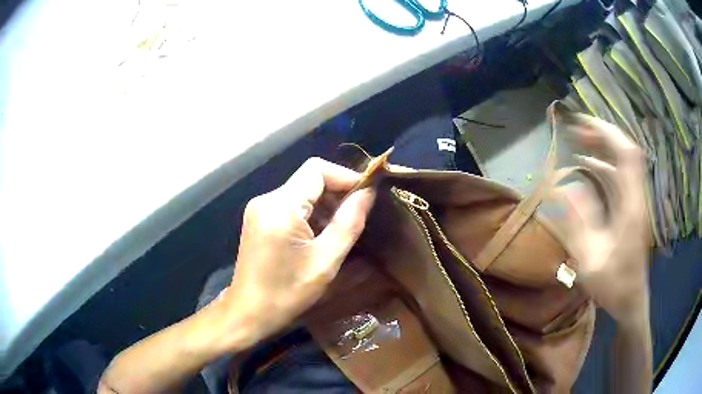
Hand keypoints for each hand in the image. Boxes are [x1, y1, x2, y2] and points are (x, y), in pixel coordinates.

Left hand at [218, 158, 375, 349]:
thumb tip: (368, 192)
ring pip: (301, 191)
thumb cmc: (287, 292)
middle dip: (337, 193)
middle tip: (359, 216)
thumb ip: (349, 222)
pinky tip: (321, 235)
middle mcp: (266, 199)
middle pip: (309, 179)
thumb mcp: (325, 261)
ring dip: (325, 205)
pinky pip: (291, 204)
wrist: (249, 312)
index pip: (317, 169)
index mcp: (280, 207)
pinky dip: (311, 213)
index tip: (367, 195)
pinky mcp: (259, 218)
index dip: (345, 176)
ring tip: (342, 229)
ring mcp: (260, 208)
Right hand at [558, 114, 649, 325]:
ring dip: (602, 148)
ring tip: (578, 142)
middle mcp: (636, 197)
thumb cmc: (613, 286)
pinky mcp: (631, 209)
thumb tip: (566, 187)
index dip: (606, 133)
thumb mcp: (591, 262)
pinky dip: (604, 166)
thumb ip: (579, 225)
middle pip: (626, 152)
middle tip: (577, 129)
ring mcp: (635, 202)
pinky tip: (588, 169)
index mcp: (631, 206)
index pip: (626, 154)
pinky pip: (619, 177)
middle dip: (602, 135)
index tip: (582, 123)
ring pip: (623, 163)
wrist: (631, 302)